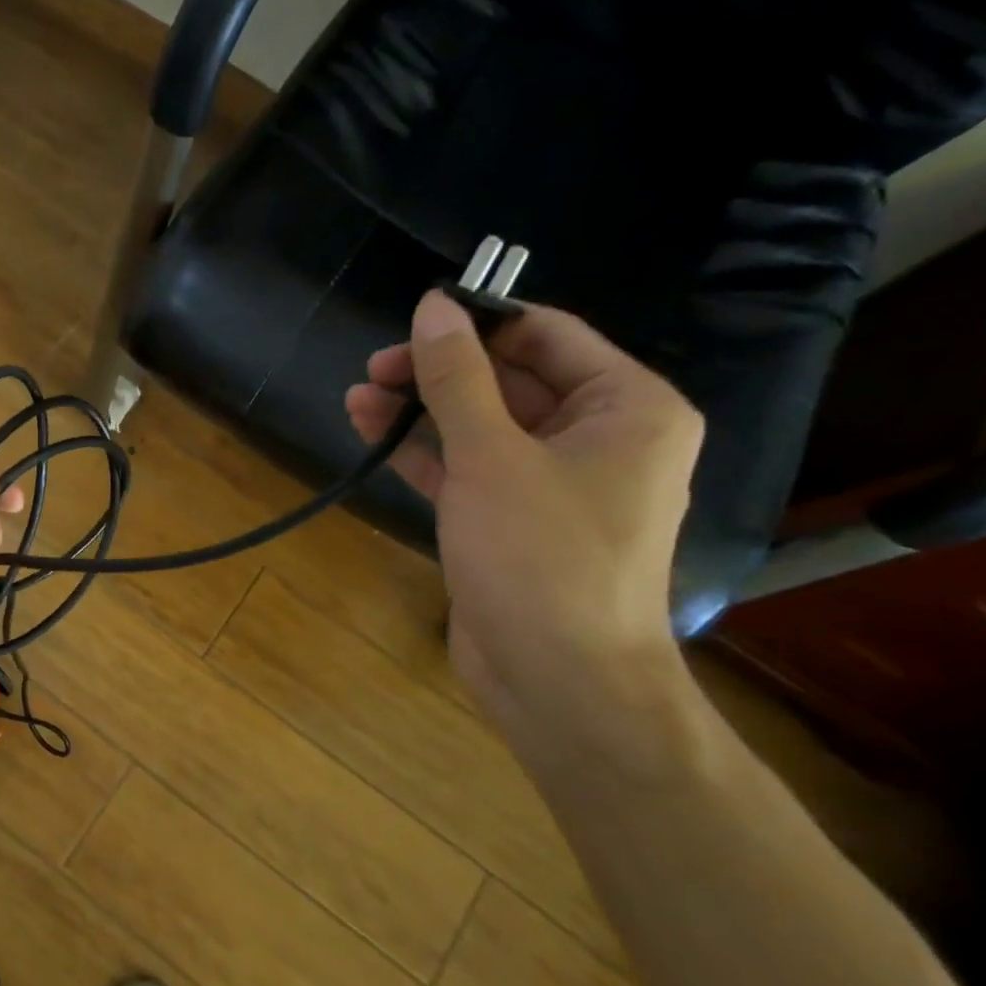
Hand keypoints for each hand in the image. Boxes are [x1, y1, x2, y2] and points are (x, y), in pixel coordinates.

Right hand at [346, 291, 701, 734]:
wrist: (558, 679)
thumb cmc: (541, 556)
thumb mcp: (492, 456)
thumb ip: (457, 379)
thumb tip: (433, 306)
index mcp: (627, 408)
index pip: (548, 335)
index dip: (479, 322)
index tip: (414, 320)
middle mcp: (597, 438)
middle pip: (510, 380)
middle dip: (440, 371)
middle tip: (375, 367)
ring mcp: (551, 483)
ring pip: (480, 425)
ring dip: (421, 410)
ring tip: (359, 396)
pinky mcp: (510, 520)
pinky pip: (467, 467)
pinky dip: (423, 451)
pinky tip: (371, 432)